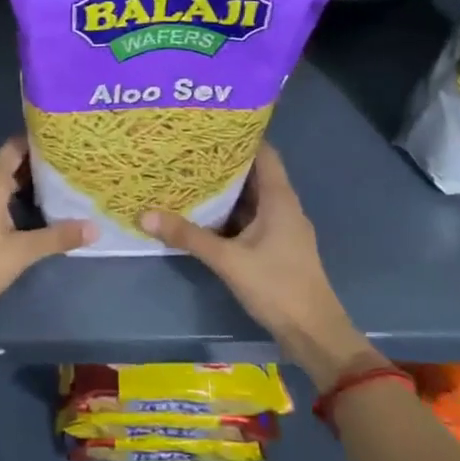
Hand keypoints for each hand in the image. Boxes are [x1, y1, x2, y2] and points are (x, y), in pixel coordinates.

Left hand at [0, 138, 90, 332]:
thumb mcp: (22, 252)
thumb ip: (58, 237)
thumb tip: (95, 228)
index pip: (15, 147)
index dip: (39, 142)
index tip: (64, 142)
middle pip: (8, 164)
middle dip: (36, 165)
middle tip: (68, 167)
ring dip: (22, 185)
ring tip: (55, 189)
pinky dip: (8, 199)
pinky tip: (27, 214)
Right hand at [142, 145, 377, 388]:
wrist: (313, 334)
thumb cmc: (277, 286)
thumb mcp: (228, 260)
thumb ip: (188, 236)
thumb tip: (145, 214)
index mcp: (279, 198)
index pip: (263, 152)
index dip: (239, 137)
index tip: (209, 126)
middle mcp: (283, 206)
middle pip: (254, 174)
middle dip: (223, 163)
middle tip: (188, 150)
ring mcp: (281, 228)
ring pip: (250, 199)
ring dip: (224, 190)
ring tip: (189, 176)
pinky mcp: (276, 247)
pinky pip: (250, 219)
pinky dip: (229, 213)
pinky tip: (203, 214)